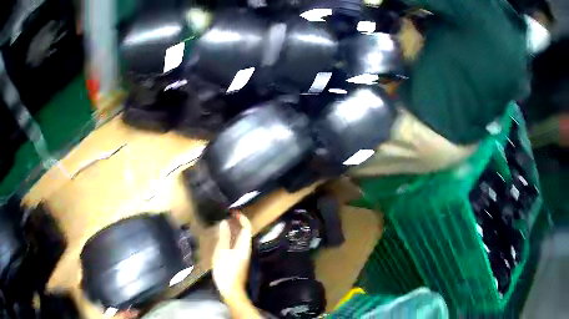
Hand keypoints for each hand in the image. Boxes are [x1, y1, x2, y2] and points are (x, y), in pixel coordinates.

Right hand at [212, 213, 251, 299]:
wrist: (232, 290)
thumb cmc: (226, 271)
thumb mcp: (222, 252)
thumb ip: (224, 237)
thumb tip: (225, 222)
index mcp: (244, 246)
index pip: (247, 228)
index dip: (242, 218)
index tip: (233, 211)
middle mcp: (247, 249)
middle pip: (246, 233)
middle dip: (238, 223)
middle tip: (227, 216)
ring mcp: (244, 256)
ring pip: (242, 239)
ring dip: (235, 230)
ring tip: (224, 225)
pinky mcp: (240, 260)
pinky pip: (238, 244)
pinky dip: (232, 238)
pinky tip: (224, 239)